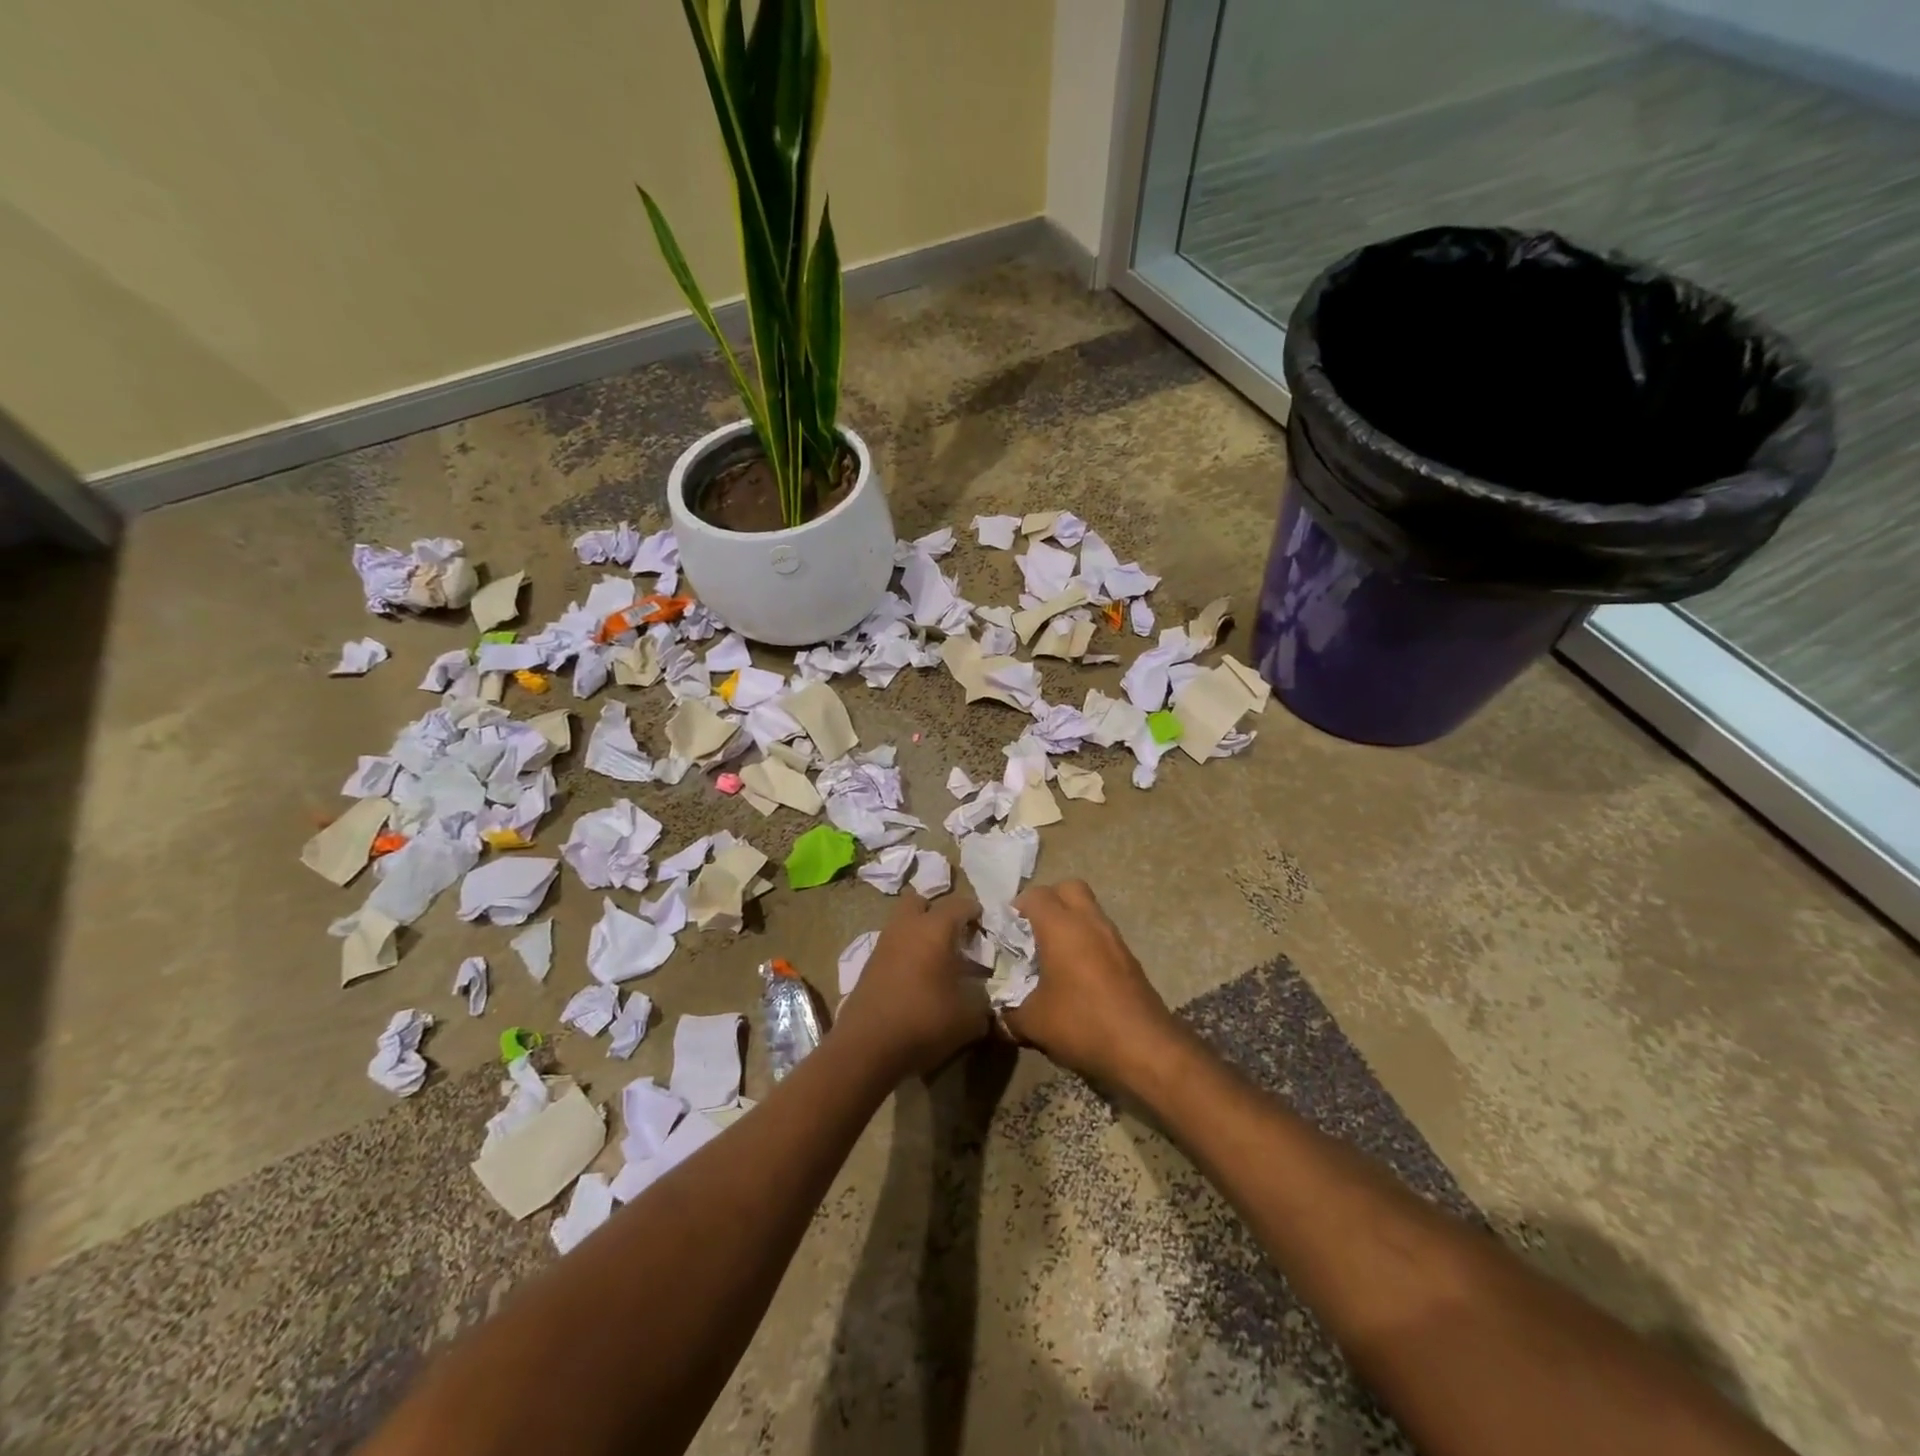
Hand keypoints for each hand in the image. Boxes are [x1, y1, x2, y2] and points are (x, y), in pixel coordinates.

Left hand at [834, 891, 989, 1079]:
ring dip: (918, 933)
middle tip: (953, 936)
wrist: (867, 1046)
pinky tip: (916, 979)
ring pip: (902, 923)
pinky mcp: (868, 965)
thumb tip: (983, 997)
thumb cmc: (924, 1020)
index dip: (975, 912)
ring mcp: (883, 944)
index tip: (985, 927)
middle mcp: (906, 927)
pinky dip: (905, 953)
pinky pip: (892, 947)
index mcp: (934, 928)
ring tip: (936, 960)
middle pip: (920, 902)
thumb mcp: (969, 1017)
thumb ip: (982, 1001)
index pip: (960, 904)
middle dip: (937, 913)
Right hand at [1002, 880, 1181, 1086]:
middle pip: (1068, 888)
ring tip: (1052, 956)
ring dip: (1070, 922)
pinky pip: (1101, 935)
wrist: (1145, 1048)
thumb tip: (996, 1012)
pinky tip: (1075, 976)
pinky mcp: (1129, 958)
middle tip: (1032, 933)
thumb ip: (1007, 1012)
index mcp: (1061, 926)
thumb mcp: (1032, 1023)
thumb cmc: (1082, 1023)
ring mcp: (1114, 938)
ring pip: (1088, 910)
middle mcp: (1089, 922)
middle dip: (1048, 902)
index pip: (1035, 895)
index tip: (1005, 934)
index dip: (1016, 909)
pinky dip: (1086, 942)